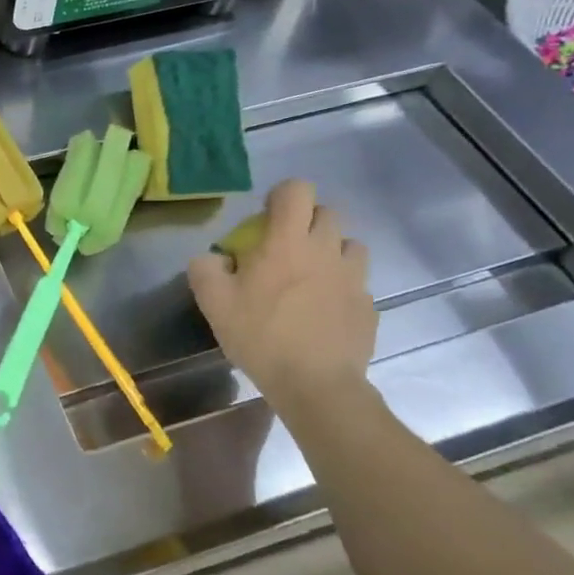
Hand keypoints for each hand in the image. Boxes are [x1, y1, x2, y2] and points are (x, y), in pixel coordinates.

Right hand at [188, 179, 376, 399]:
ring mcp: (353, 277)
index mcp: (288, 241)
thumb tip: (213, 258)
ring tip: (310, 276)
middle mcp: (326, 249)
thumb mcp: (213, 302)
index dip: (281, 196)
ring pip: (349, 244)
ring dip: (330, 250)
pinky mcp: (368, 305)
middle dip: (306, 221)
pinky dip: (341, 286)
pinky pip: (356, 282)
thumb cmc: (261, 336)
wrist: (316, 385)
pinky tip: (323, 311)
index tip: (265, 219)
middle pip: (327, 211)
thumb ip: (205, 268)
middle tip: (284, 248)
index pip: (297, 190)